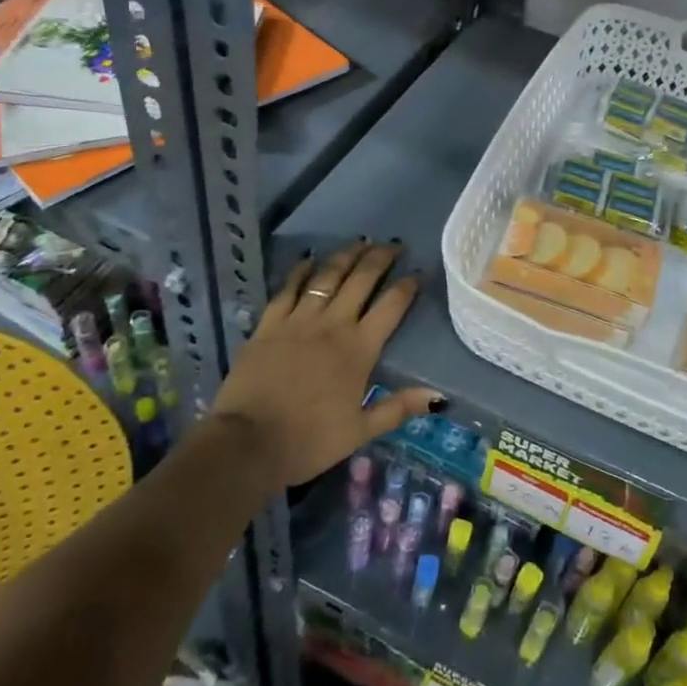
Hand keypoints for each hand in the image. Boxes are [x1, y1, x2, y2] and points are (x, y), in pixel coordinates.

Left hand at [209, 241, 438, 490]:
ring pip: (327, 277)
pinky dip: (300, 272)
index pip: (391, 307)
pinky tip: (308, 260)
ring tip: (360, 242)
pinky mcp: (269, 325)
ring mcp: (298, 320)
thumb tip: (438, 396)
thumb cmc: (309, 440)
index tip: (417, 274)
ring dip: (346, 256)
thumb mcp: (360, 431)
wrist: (247, 443)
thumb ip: (398, 408)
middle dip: (380, 258)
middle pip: (361, 280)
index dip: (407, 287)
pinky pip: (287, 289)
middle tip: (393, 245)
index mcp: (359, 348)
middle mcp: (332, 324)